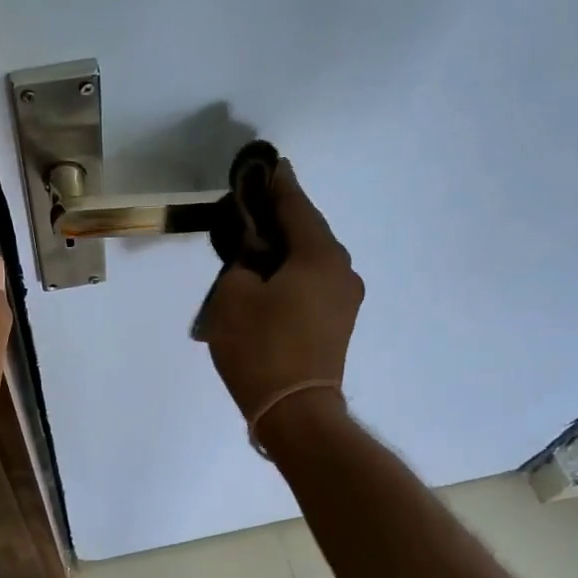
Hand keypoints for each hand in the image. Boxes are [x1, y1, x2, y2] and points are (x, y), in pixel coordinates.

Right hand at [201, 160, 362, 439]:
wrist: (295, 412)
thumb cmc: (261, 348)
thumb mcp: (232, 297)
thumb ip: (241, 264)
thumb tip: (253, 261)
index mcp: (319, 256)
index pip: (296, 207)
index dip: (279, 185)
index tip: (270, 165)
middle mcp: (342, 271)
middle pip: (309, 231)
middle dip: (283, 217)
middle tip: (255, 205)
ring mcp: (345, 299)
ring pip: (313, 259)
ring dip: (288, 248)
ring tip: (258, 243)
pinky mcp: (339, 323)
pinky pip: (315, 282)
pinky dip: (294, 273)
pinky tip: (272, 277)